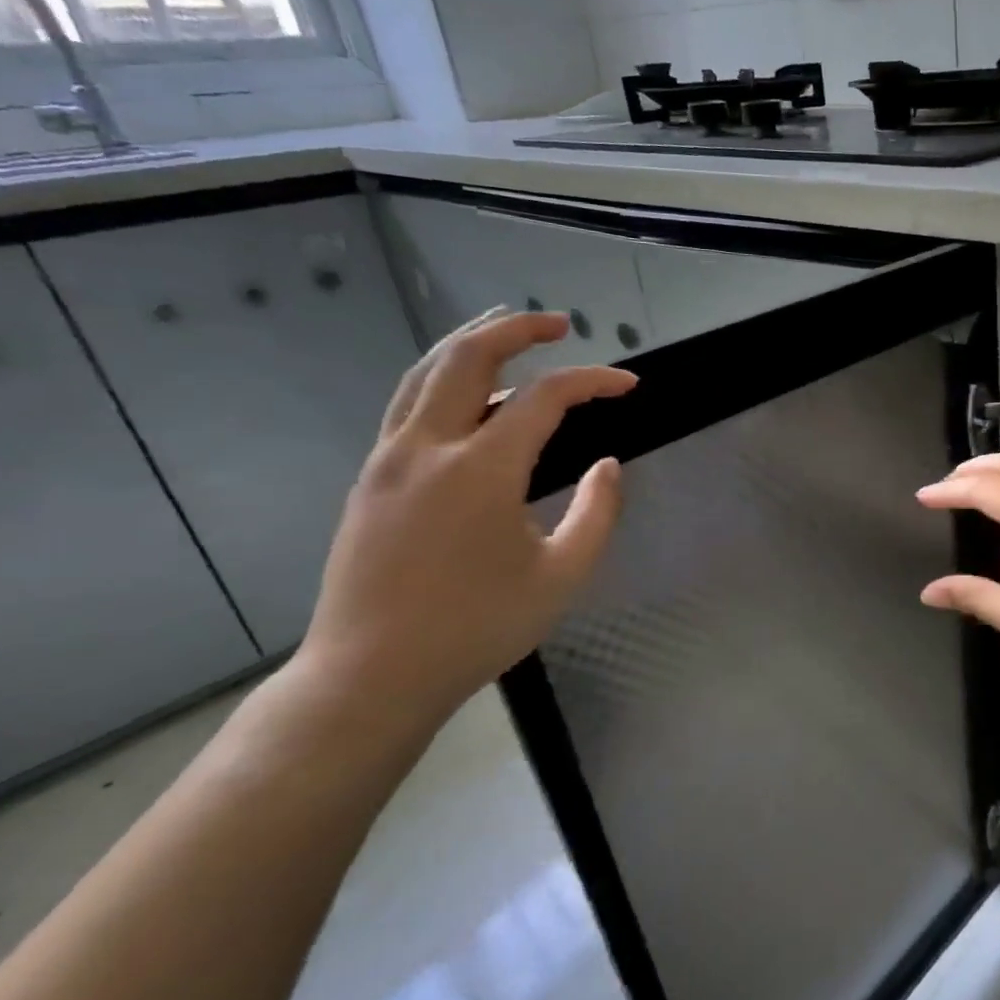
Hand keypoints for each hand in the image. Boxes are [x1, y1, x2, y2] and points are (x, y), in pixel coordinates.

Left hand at [294, 308, 634, 721]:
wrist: (371, 676)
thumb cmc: (478, 628)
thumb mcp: (562, 576)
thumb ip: (596, 513)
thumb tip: (607, 466)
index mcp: (481, 470)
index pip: (545, 398)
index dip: (594, 381)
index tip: (629, 384)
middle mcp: (428, 448)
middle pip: (467, 358)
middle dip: (517, 330)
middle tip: (559, 324)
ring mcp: (388, 460)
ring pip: (425, 373)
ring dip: (470, 342)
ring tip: (506, 331)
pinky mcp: (370, 479)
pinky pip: (408, 405)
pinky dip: (443, 378)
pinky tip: (468, 393)